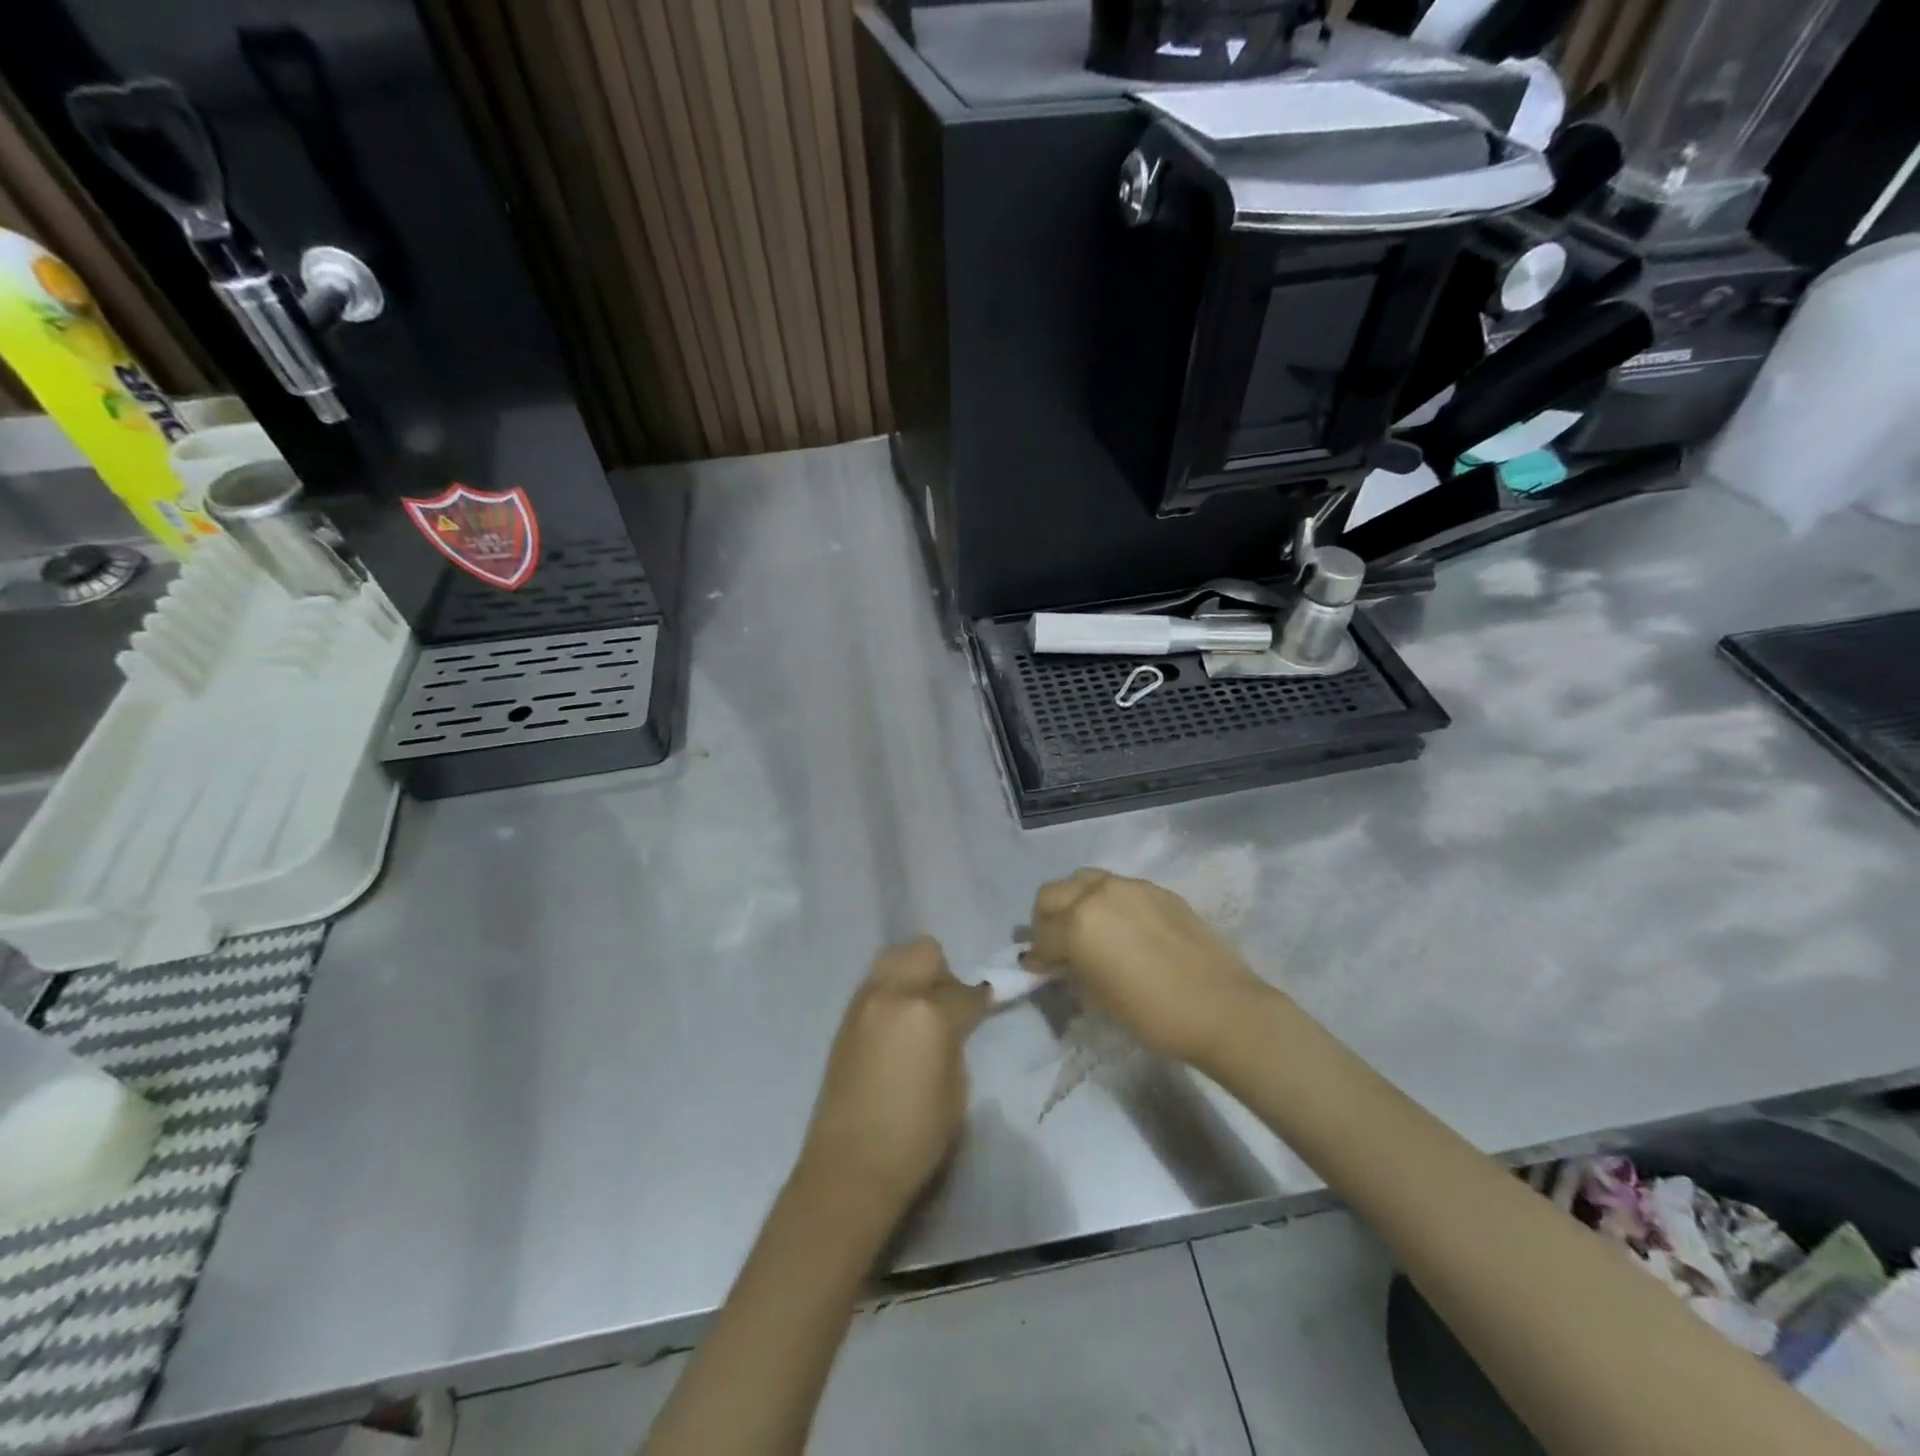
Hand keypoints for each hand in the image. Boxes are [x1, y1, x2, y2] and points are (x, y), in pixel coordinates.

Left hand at [798, 937, 990, 1221]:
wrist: (849, 1167)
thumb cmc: (915, 1136)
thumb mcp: (956, 1088)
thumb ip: (956, 1041)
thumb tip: (956, 1024)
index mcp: (929, 1012)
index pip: (964, 990)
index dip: (981, 1000)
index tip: (988, 1006)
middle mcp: (893, 993)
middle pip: (924, 952)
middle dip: (943, 972)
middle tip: (950, 1005)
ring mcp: (864, 1001)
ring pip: (894, 958)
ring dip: (914, 974)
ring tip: (921, 1010)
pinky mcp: (846, 1017)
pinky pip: (875, 983)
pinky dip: (892, 989)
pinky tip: (898, 1024)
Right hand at [1023, 869, 1273, 1067]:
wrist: (1221, 1007)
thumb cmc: (1152, 1013)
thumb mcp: (1098, 998)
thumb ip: (1071, 970)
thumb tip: (1057, 962)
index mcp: (1077, 923)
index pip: (1041, 936)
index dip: (1036, 957)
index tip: (1038, 970)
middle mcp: (1097, 894)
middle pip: (1052, 894)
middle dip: (1046, 919)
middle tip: (1056, 945)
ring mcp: (1129, 886)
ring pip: (1085, 881)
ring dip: (1075, 902)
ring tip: (1087, 929)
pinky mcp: (1156, 889)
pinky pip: (1118, 887)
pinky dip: (1107, 902)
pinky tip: (1123, 928)